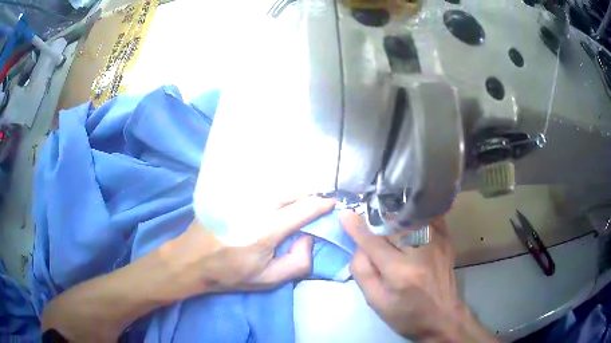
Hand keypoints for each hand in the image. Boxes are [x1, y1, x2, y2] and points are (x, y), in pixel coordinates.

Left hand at [160, 196, 336, 297]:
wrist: (192, 259)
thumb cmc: (229, 273)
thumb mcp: (267, 280)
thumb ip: (297, 263)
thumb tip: (309, 238)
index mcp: (266, 230)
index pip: (303, 208)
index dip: (322, 204)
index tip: (332, 203)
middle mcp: (256, 206)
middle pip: (292, 192)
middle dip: (308, 198)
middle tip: (315, 209)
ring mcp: (241, 196)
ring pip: (277, 188)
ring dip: (292, 195)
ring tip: (296, 207)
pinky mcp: (231, 193)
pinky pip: (262, 189)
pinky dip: (275, 194)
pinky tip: (273, 205)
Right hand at [341, 211, 496, 341]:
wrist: (442, 316)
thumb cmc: (406, 314)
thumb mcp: (376, 301)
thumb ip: (362, 271)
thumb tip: (358, 244)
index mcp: (400, 272)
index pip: (373, 242)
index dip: (357, 227)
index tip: (345, 214)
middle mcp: (421, 250)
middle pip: (391, 224)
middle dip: (376, 223)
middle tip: (368, 226)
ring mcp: (437, 241)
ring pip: (409, 216)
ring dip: (394, 218)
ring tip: (386, 224)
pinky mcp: (446, 238)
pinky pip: (426, 216)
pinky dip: (413, 216)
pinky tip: (407, 221)